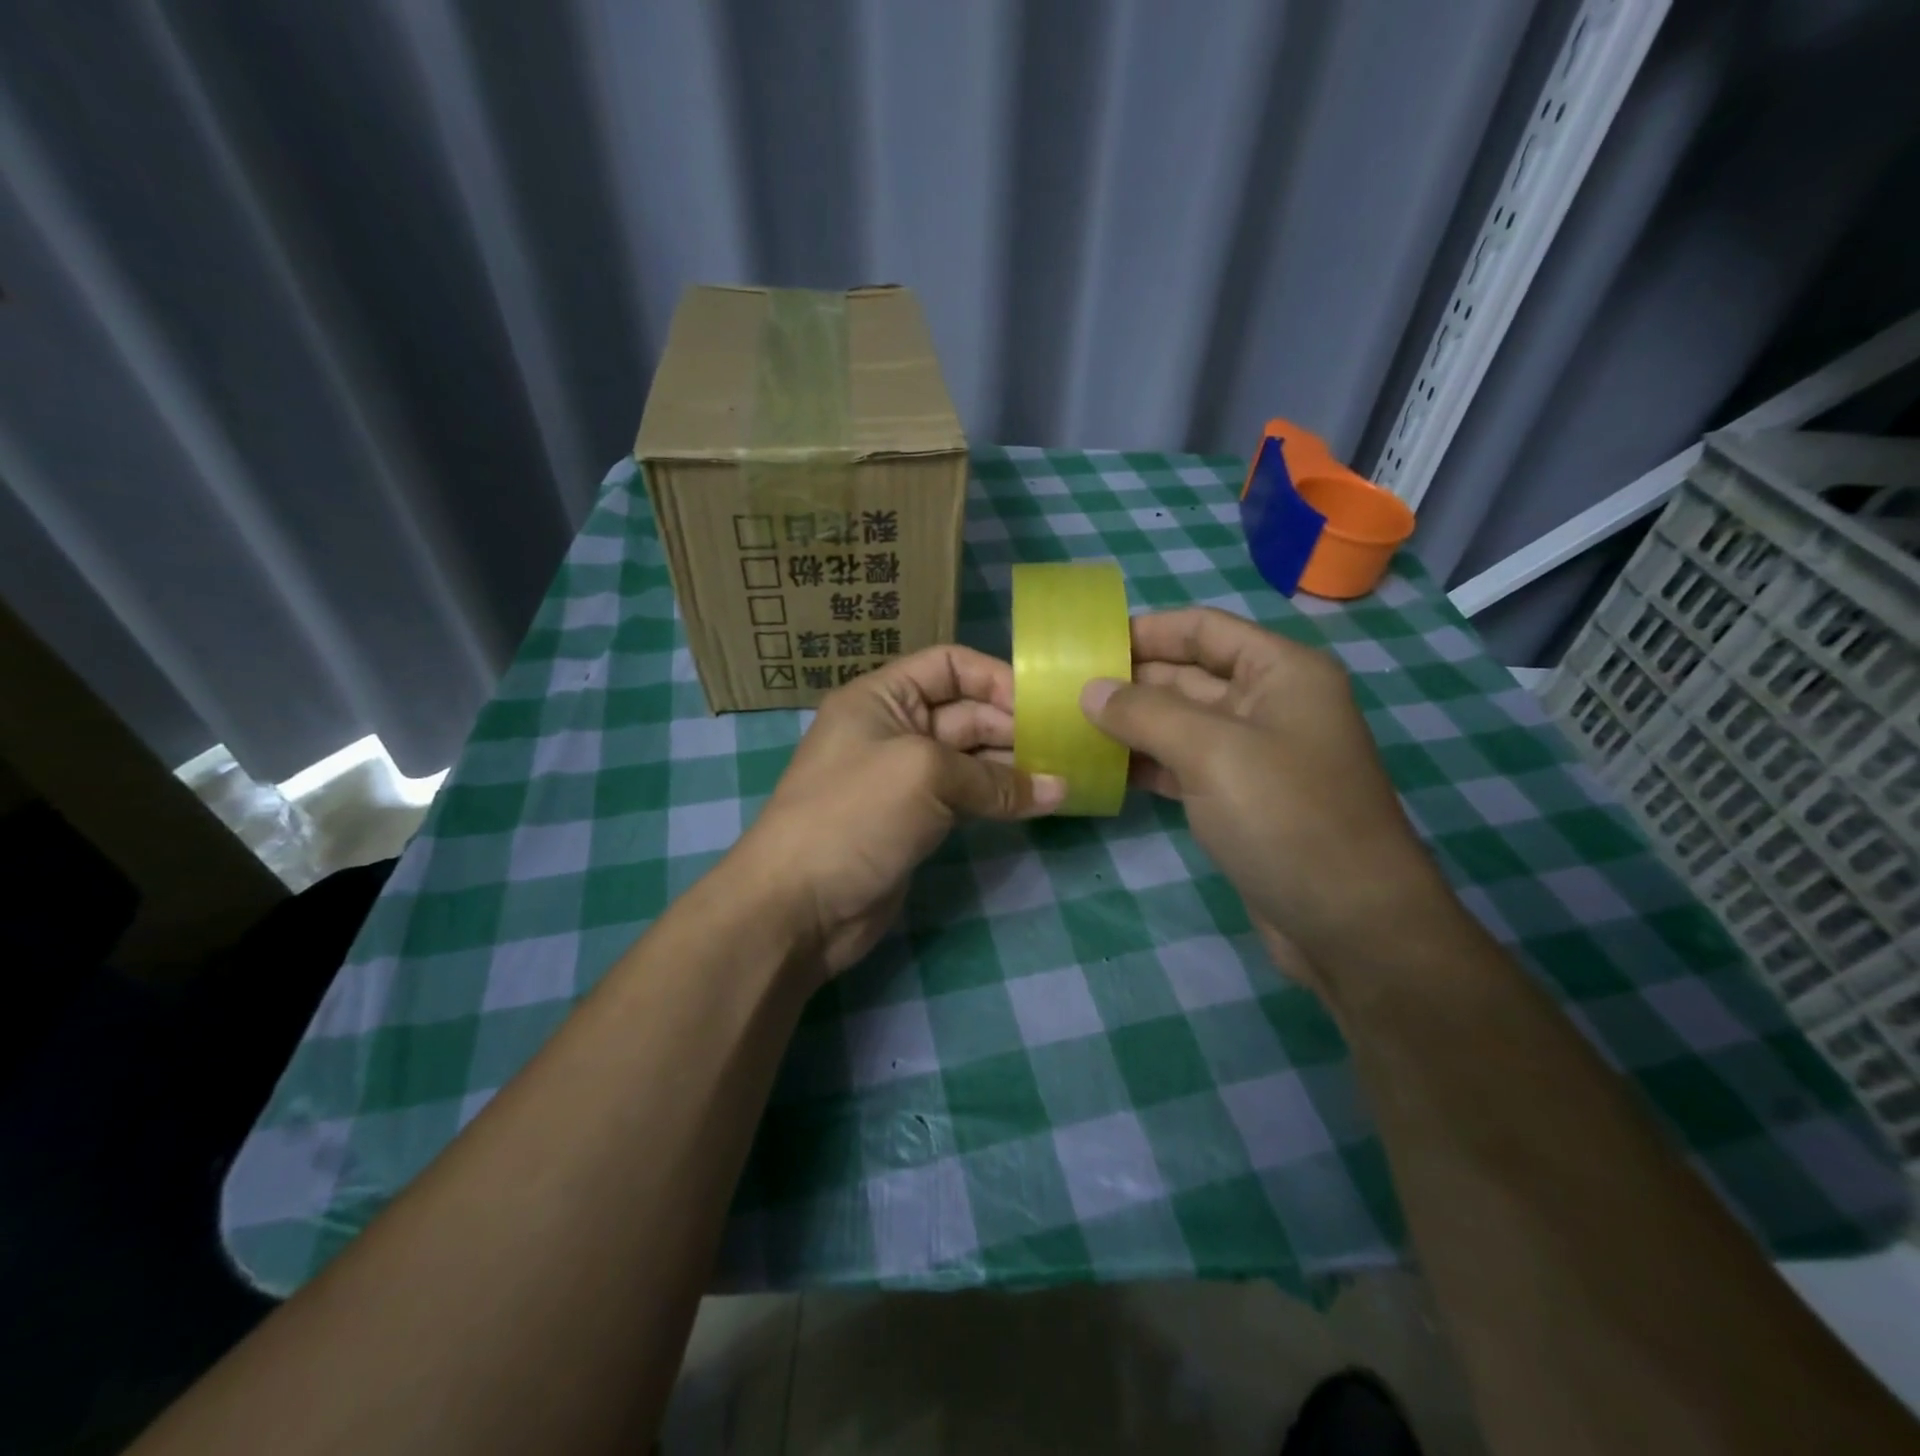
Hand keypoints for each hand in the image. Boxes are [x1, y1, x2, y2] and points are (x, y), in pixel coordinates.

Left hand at [737, 646, 1064, 980]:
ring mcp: (905, 777)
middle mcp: (893, 728)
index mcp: (882, 697)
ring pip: (970, 758)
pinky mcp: (916, 820)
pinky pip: (966, 797)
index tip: (1043, 704)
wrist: (798, 905)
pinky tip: (1039, 804)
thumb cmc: (854, 815)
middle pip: (966, 712)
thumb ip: (994, 779)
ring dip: (1014, 766)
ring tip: (1065, 776)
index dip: (996, 678)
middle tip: (1068, 746)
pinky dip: (1000, 798)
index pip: (949, 666)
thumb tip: (1059, 789)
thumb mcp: (924, 776)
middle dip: (1014, 726)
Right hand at [1080, 608, 1456, 987]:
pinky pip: (1184, 764)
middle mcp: (1270, 703)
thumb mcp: (1211, 752)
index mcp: (1281, 671)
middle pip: (1189, 674)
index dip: (1146, 631)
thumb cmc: (1286, 817)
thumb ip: (1144, 713)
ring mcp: (1255, 754)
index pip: (1203, 629)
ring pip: (1182, 723)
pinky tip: (1104, 767)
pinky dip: (1147, 763)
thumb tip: (1089, 690)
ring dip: (1132, 723)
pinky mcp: (1240, 798)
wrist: (1350, 923)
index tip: (1087, 644)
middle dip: (1130, 680)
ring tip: (1071, 724)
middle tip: (1064, 688)